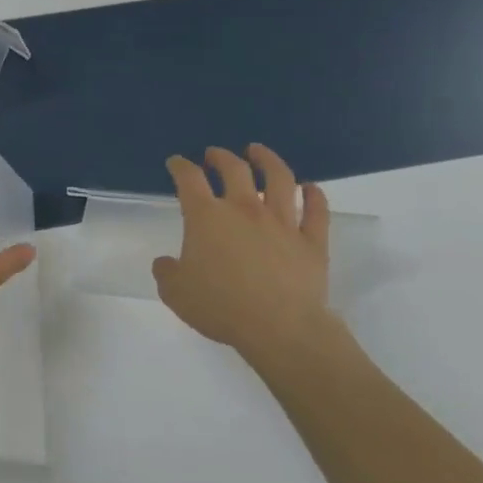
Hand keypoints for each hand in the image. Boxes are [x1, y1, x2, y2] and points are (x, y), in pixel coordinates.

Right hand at [151, 144, 337, 377]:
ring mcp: (282, 222)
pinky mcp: (311, 241)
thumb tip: (166, 262)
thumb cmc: (221, 307)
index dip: (180, 166)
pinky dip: (315, 196)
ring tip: (259, 152)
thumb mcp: (176, 293)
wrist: (280, 329)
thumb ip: (167, 272)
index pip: (189, 178)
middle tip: (215, 154)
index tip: (176, 163)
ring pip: (279, 179)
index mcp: (207, 216)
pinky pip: (317, 211)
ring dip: (267, 160)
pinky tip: (310, 188)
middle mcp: (244, 209)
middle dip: (221, 156)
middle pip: (234, 169)